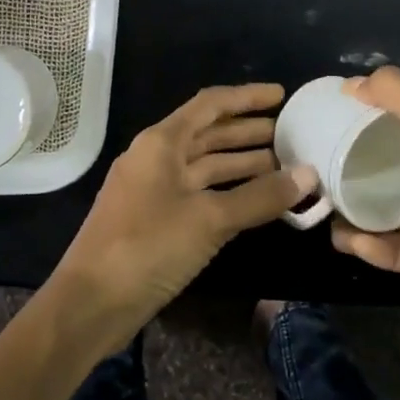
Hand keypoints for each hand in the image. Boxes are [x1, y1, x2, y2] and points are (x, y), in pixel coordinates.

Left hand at [53, 83, 315, 336]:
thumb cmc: (148, 246)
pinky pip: (200, 194)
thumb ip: (260, 197)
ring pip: (206, 167)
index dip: (247, 97)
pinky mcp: (157, 220)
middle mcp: (157, 158)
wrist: (91, 303)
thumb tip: (309, 175)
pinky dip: (229, 193)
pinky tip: (257, 201)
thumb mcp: (209, 219)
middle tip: (293, 135)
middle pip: (209, 134)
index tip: (283, 96)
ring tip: (285, 166)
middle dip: (250, 133)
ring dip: (243, 165)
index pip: (211, 105)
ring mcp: (155, 190)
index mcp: (161, 142)